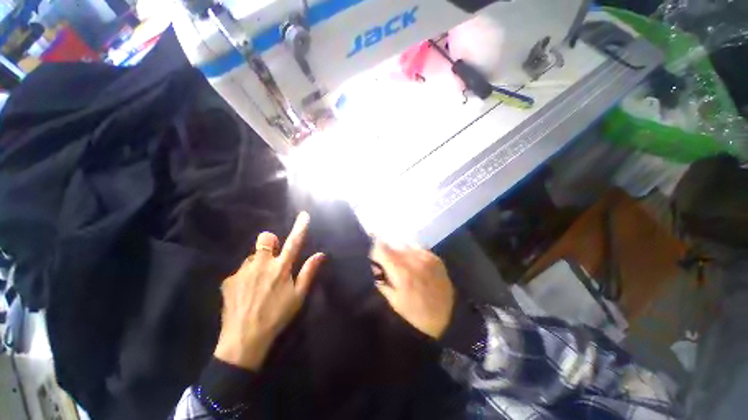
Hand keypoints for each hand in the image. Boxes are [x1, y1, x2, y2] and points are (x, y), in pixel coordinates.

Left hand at [214, 212, 324, 370]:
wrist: (243, 340)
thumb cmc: (277, 316)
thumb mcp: (298, 296)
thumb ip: (309, 272)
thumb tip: (321, 254)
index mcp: (281, 268)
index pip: (294, 242)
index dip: (300, 227)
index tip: (304, 214)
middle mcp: (261, 264)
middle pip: (265, 238)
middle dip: (270, 242)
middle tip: (273, 259)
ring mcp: (242, 271)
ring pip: (252, 256)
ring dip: (258, 263)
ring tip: (259, 283)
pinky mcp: (228, 280)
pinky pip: (241, 270)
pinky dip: (246, 276)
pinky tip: (246, 293)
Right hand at [371, 241, 454, 338]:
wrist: (447, 318)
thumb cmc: (416, 314)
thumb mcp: (393, 300)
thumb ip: (381, 280)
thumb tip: (374, 265)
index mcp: (402, 272)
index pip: (381, 248)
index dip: (374, 251)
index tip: (374, 259)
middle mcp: (414, 259)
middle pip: (393, 245)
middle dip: (387, 252)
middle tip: (387, 264)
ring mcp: (427, 257)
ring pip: (405, 245)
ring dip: (399, 252)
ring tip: (400, 265)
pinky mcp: (435, 257)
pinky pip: (417, 248)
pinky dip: (411, 253)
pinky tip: (413, 264)